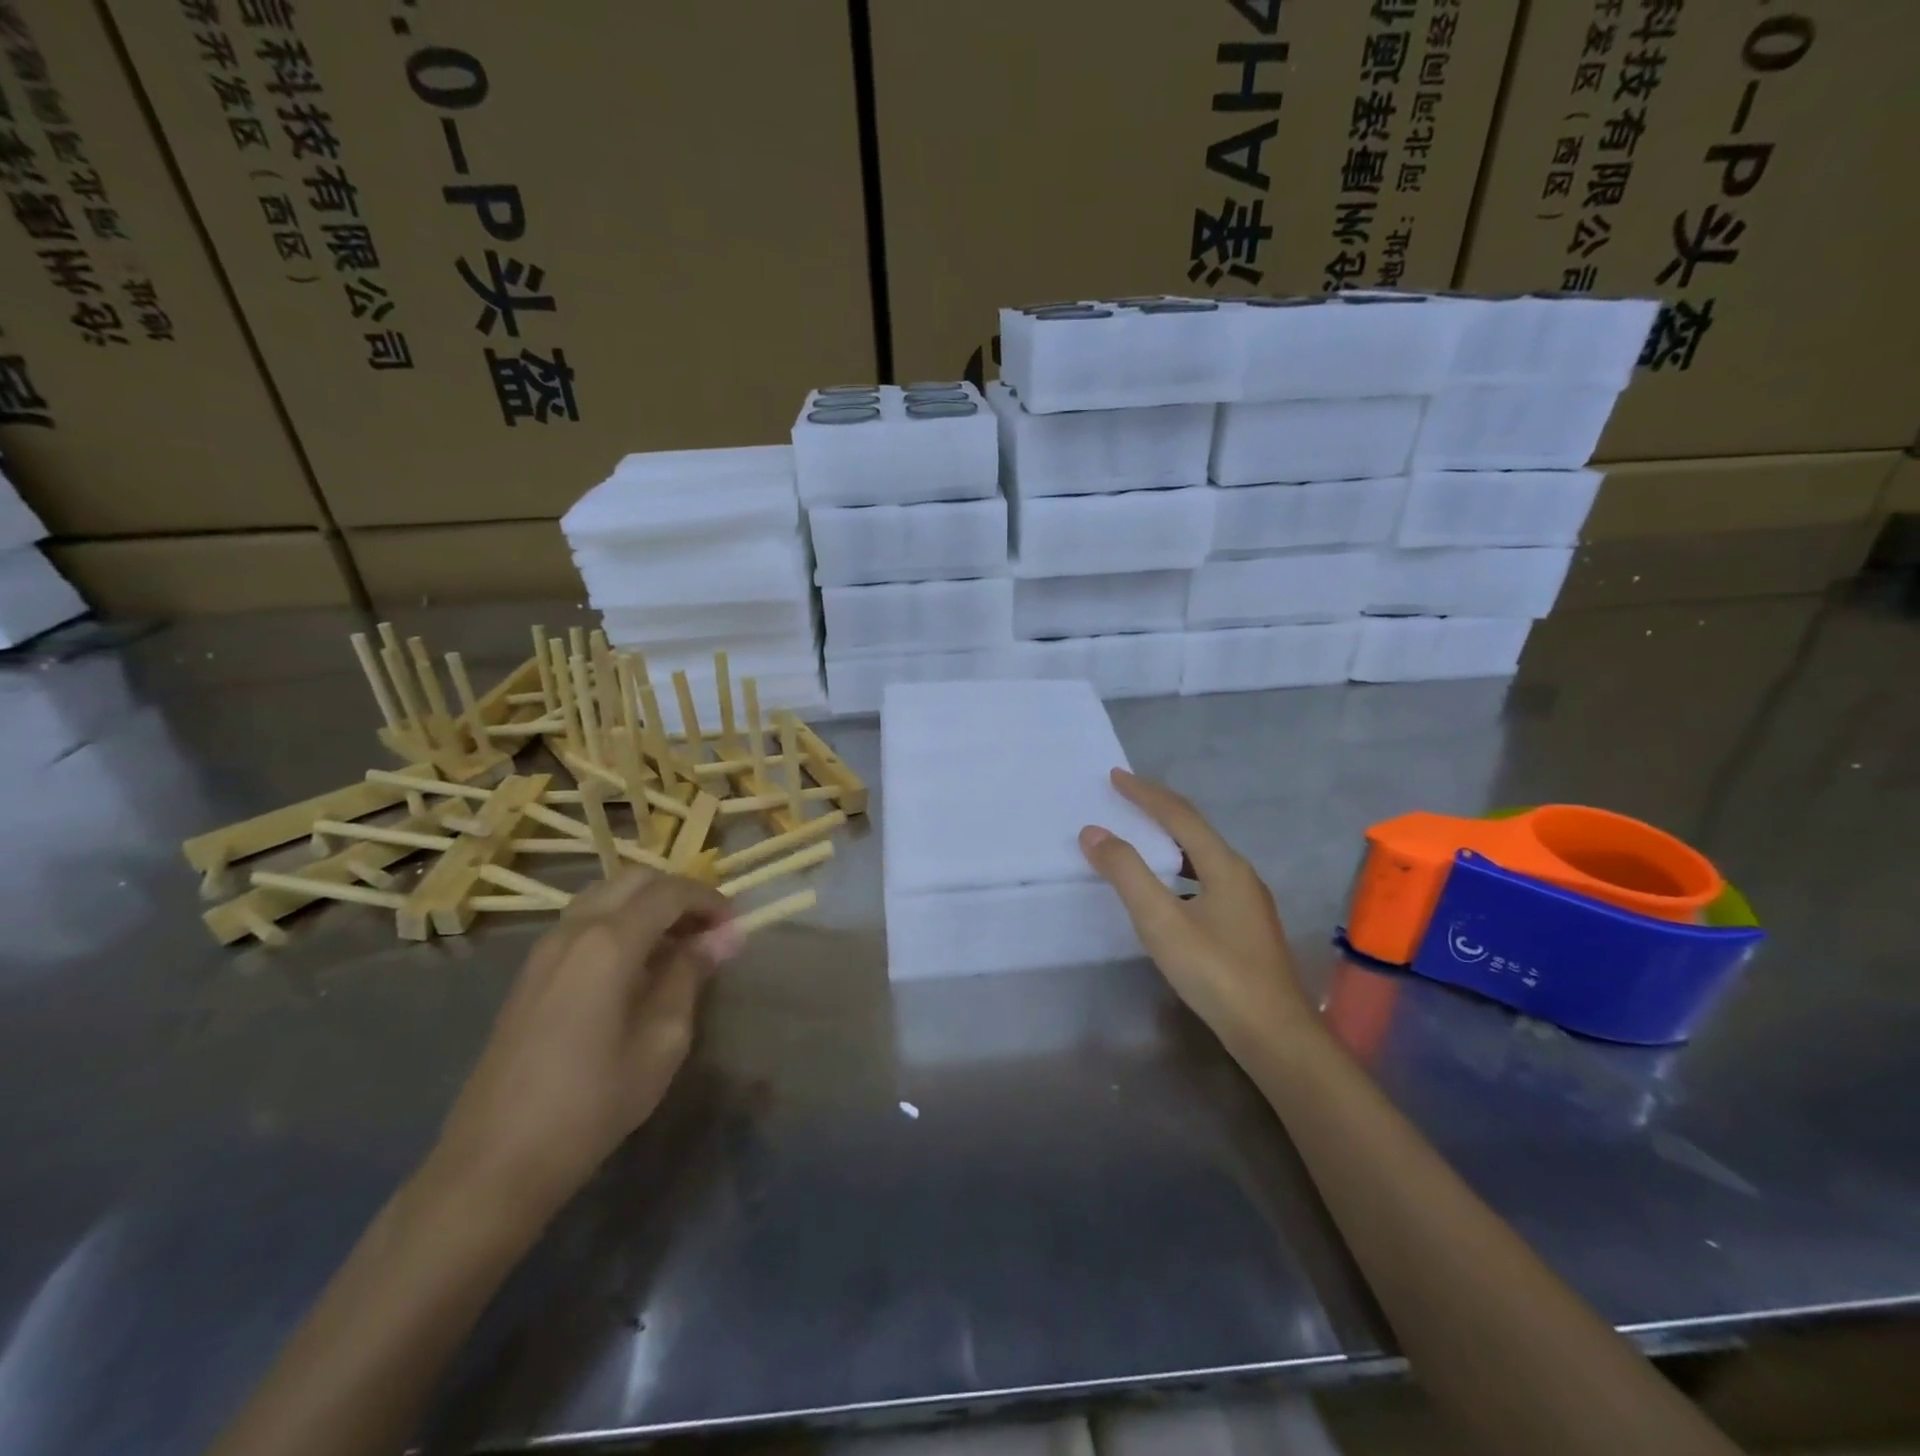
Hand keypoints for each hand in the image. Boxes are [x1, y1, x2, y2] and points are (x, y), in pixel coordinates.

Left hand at [425, 872, 738, 1228]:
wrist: (495, 1161)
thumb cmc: (592, 1103)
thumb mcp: (662, 1041)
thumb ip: (690, 976)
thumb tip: (721, 937)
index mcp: (609, 942)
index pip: (670, 892)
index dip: (709, 900)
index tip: (735, 927)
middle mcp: (574, 930)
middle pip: (635, 880)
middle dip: (679, 894)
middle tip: (708, 930)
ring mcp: (545, 949)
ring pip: (606, 895)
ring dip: (648, 905)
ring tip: (677, 945)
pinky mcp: (531, 972)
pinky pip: (585, 921)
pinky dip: (620, 922)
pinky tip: (636, 965)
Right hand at [1080, 769, 1314, 1057]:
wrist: (1274, 1034)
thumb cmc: (1216, 973)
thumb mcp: (1162, 921)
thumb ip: (1127, 874)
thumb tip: (1094, 832)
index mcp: (1224, 865)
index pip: (1179, 814)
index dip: (1145, 793)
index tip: (1115, 776)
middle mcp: (1240, 873)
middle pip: (1194, 829)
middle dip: (1158, 809)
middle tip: (1124, 798)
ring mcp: (1248, 901)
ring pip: (1202, 855)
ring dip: (1169, 839)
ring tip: (1139, 836)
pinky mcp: (1246, 925)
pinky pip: (1206, 878)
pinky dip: (1179, 868)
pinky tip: (1168, 889)